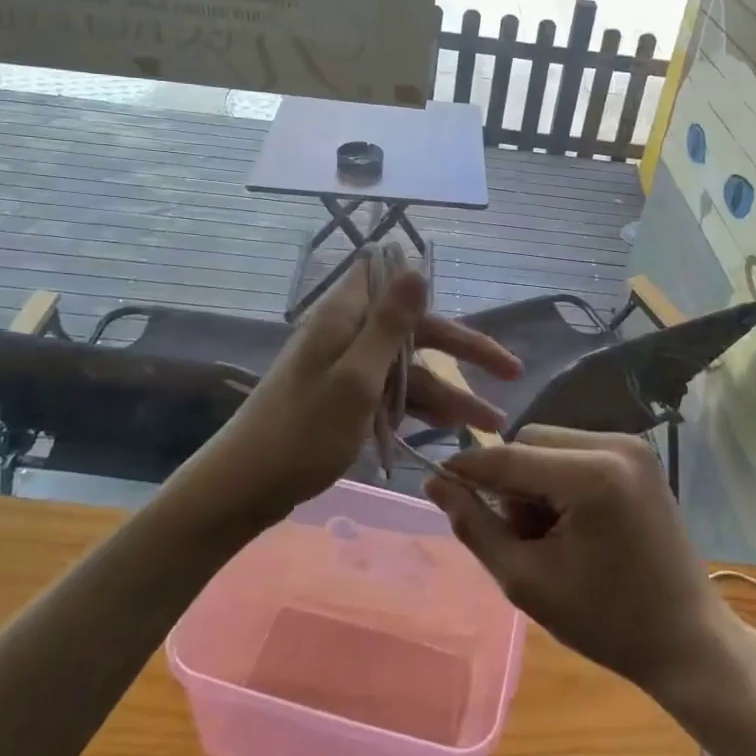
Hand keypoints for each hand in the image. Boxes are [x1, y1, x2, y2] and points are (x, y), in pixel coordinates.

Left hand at [199, 258, 520, 523]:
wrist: (244, 488)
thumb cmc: (303, 431)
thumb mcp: (356, 377)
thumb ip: (390, 323)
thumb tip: (416, 267)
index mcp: (345, 315)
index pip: (392, 278)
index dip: (429, 288)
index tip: (464, 303)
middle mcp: (347, 332)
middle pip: (415, 330)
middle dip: (462, 351)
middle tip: (511, 372)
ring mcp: (345, 367)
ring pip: (408, 368)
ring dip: (449, 392)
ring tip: (492, 422)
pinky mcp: (344, 398)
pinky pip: (392, 394)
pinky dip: (420, 410)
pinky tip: (452, 430)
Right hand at [424, 428, 730, 696]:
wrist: (687, 640)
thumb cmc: (606, 622)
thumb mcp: (527, 581)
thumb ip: (475, 526)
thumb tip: (436, 483)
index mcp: (592, 476)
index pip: (509, 456)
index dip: (467, 468)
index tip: (436, 483)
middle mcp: (615, 444)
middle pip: (530, 440)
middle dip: (511, 481)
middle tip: (519, 534)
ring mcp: (633, 446)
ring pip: (551, 442)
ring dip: (534, 478)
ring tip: (548, 533)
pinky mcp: (640, 455)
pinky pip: (577, 449)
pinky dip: (560, 477)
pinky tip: (572, 521)